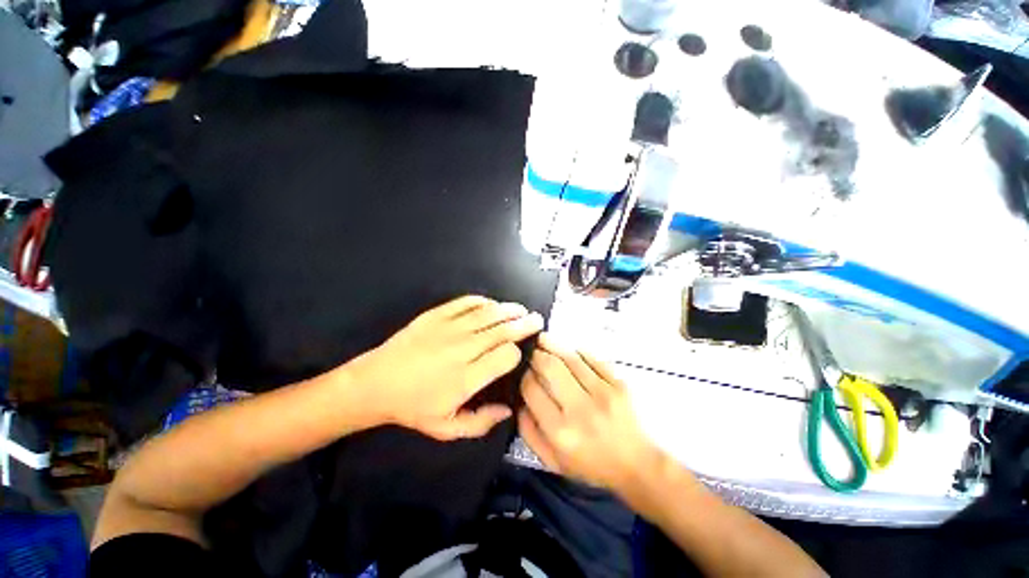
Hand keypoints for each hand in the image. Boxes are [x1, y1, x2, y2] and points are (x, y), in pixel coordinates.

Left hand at [346, 295, 543, 440]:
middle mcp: (461, 350)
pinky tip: (490, 303)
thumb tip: (507, 412)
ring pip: (486, 314)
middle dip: (523, 324)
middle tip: (538, 320)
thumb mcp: (446, 429)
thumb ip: (480, 423)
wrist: (376, 384)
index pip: (506, 357)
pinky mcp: (432, 317)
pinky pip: (462, 303)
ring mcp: (446, 329)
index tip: (521, 355)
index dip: (518, 353)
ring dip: (507, 310)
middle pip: (501, 331)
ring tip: (521, 309)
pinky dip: (480, 301)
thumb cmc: (412, 409)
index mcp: (467, 378)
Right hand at [518, 334, 662, 492]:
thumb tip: (520, 404)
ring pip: (571, 359)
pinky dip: (579, 352)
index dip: (523, 378)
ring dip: (554, 346)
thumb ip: (530, 434)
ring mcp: (603, 394)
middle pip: (550, 367)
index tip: (522, 375)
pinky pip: (594, 360)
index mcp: (559, 431)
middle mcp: (580, 410)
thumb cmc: (592, 466)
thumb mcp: (552, 462)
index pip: (532, 390)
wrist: (636, 463)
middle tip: (531, 353)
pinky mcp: (620, 385)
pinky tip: (570, 351)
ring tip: (544, 341)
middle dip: (536, 356)